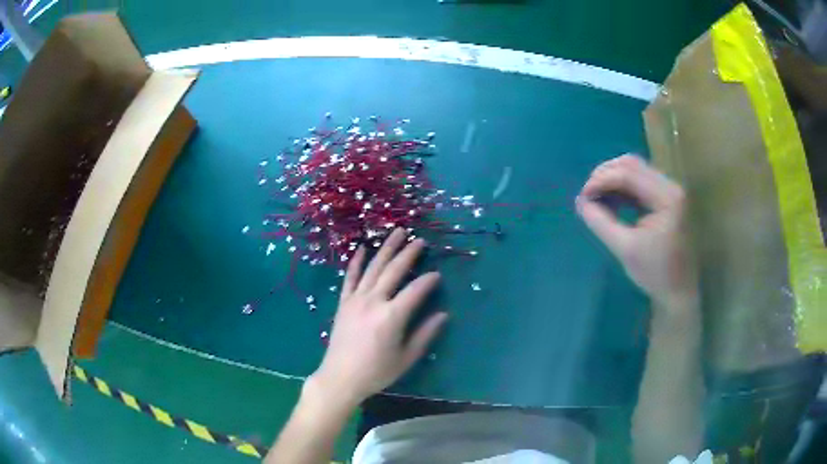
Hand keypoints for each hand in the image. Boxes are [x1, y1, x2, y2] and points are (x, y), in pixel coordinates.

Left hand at [309, 229, 447, 407]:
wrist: (340, 377)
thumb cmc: (376, 372)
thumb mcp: (406, 358)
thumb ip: (425, 335)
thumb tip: (443, 315)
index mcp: (392, 316)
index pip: (415, 290)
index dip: (428, 281)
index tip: (437, 275)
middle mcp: (373, 301)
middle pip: (394, 271)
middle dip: (408, 254)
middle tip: (420, 241)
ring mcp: (356, 300)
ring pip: (373, 268)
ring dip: (386, 249)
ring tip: (397, 233)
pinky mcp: (344, 303)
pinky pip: (350, 277)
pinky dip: (356, 261)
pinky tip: (362, 248)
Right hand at [576, 155, 696, 310]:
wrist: (679, 292)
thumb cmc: (655, 274)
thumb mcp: (624, 248)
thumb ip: (600, 222)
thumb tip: (580, 201)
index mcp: (666, 197)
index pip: (627, 174)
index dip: (600, 181)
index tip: (582, 198)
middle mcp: (671, 186)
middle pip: (632, 164)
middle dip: (605, 175)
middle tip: (588, 194)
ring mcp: (671, 190)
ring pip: (636, 170)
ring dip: (613, 179)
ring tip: (597, 197)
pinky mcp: (668, 198)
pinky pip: (641, 181)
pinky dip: (623, 187)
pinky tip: (612, 201)